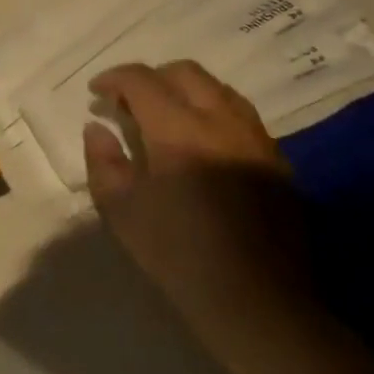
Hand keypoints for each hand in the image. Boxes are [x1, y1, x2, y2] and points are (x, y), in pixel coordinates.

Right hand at [82, 61, 311, 343]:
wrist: (256, 300)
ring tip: (164, 118)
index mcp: (179, 130)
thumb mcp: (120, 209)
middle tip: (128, 102)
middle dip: (151, 77)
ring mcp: (256, 139)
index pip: (142, 80)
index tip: (96, 93)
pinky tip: (201, 144)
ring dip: (185, 91)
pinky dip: (212, 113)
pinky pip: (241, 116)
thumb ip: (103, 160)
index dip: (114, 79)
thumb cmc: (177, 253)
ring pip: (219, 90)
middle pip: (185, 73)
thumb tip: (97, 127)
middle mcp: (221, 122)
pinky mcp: (277, 161)